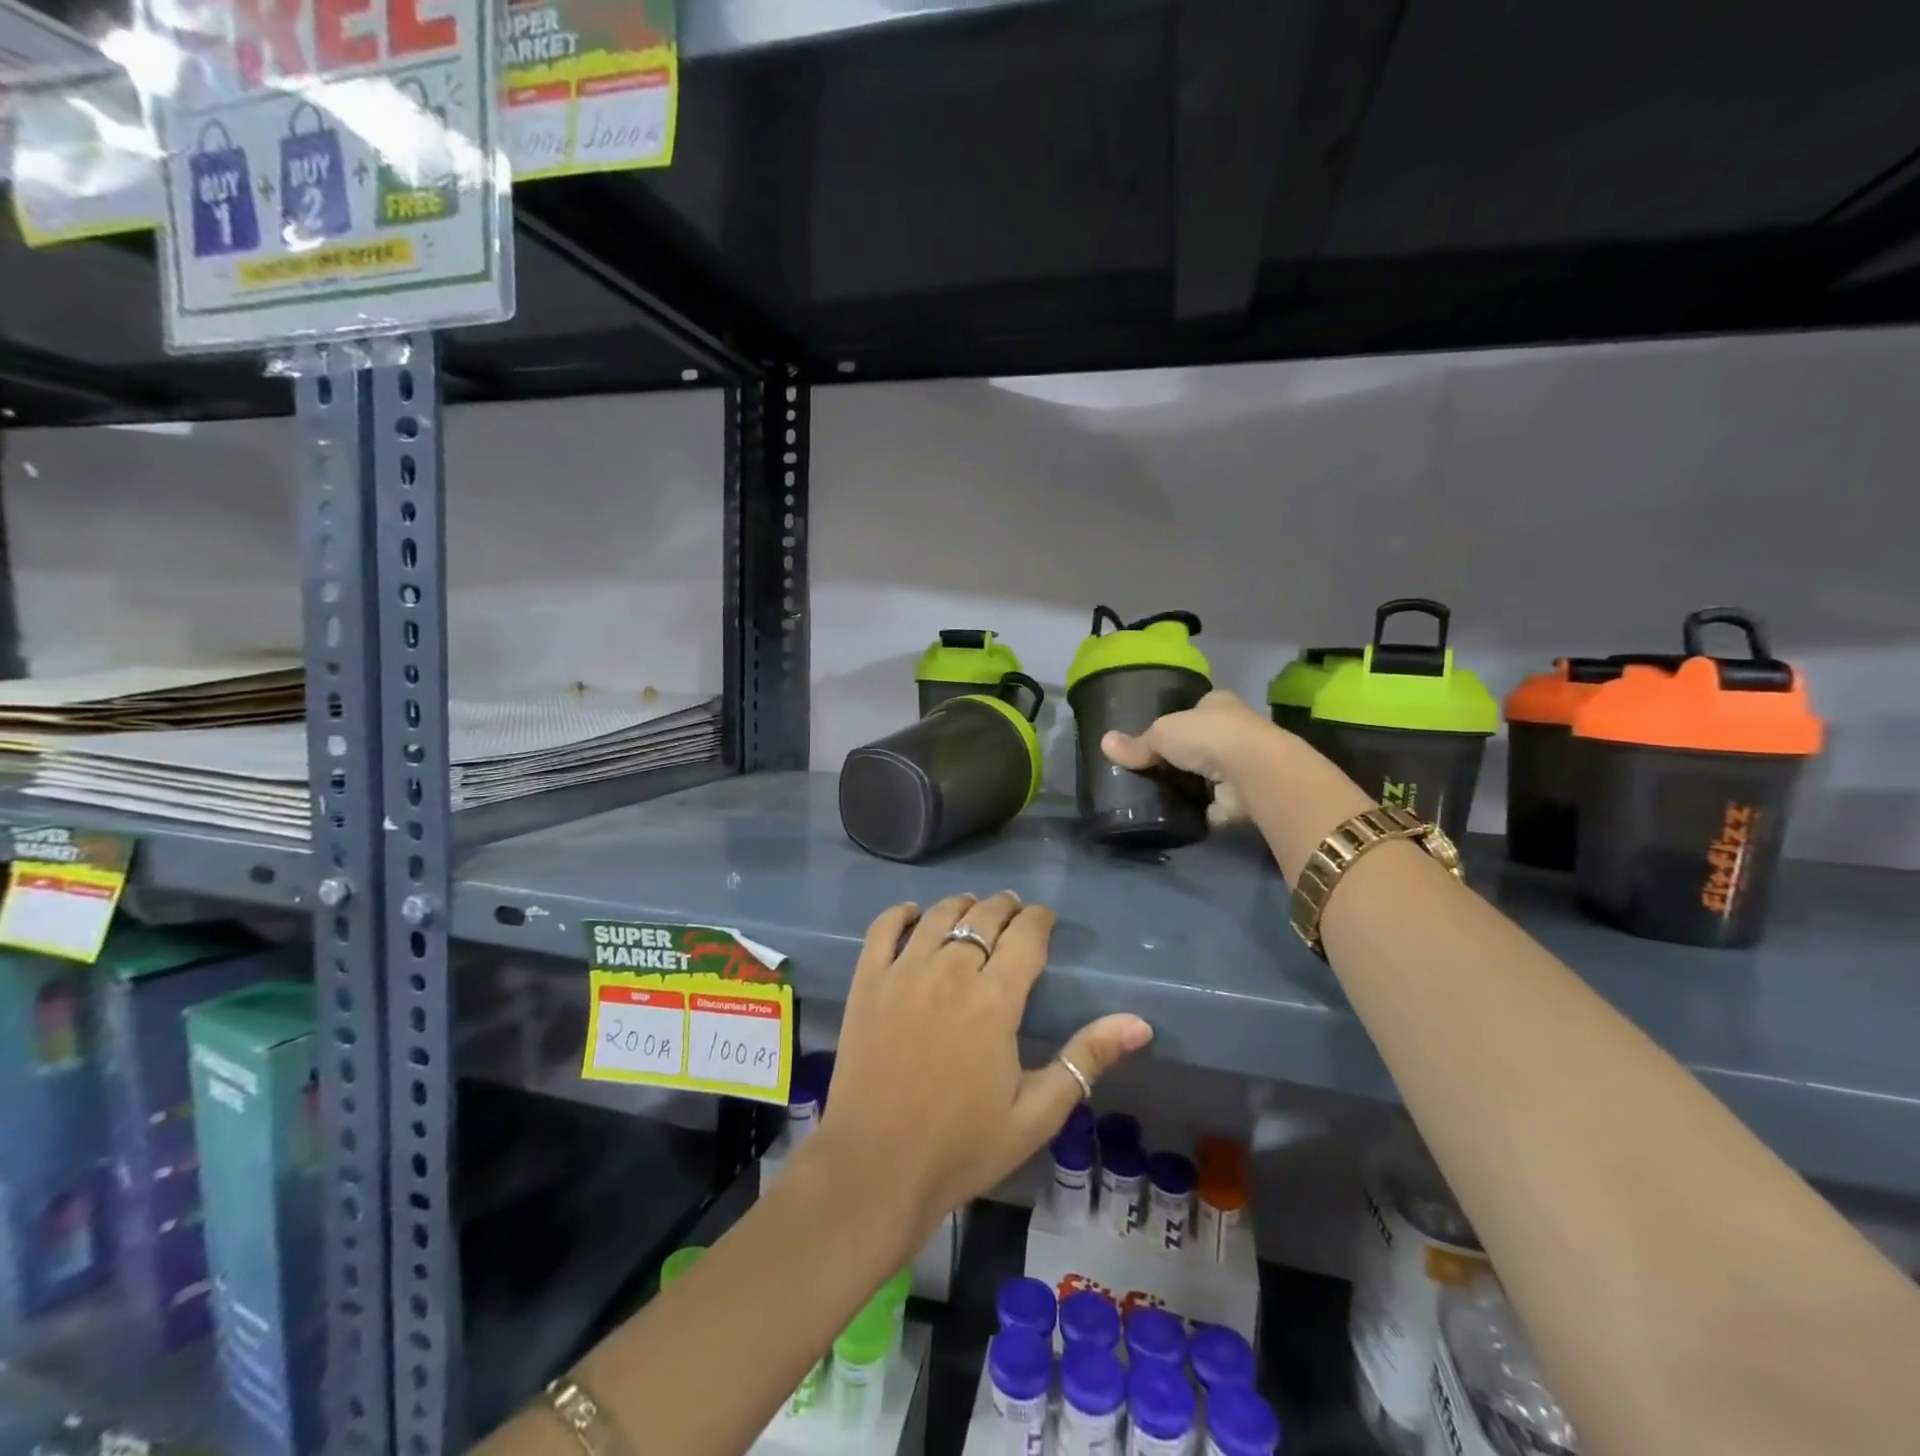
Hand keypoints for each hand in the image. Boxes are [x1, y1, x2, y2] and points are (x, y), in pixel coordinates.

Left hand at [811, 892, 1152, 1243]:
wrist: (876, 1169)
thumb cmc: (962, 1146)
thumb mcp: (1037, 1113)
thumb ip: (1086, 1059)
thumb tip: (1140, 1023)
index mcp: (994, 1001)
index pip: (1025, 936)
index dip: (1039, 920)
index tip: (1046, 920)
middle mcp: (949, 972)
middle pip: (983, 917)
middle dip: (1005, 908)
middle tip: (1014, 912)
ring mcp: (903, 973)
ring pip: (939, 915)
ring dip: (962, 904)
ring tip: (973, 908)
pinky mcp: (867, 982)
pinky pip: (883, 929)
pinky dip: (902, 913)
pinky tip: (914, 914)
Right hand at [1100, 689, 1274, 824]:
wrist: (1253, 771)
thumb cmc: (1207, 736)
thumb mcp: (1162, 732)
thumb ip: (1137, 743)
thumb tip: (1104, 743)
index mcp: (1219, 704)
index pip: (1197, 709)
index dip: (1179, 721)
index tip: (1158, 737)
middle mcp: (1236, 731)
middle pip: (1203, 743)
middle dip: (1183, 756)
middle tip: (1151, 770)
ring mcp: (1242, 766)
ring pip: (1210, 776)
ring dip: (1192, 786)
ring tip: (1157, 796)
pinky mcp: (1244, 799)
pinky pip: (1215, 807)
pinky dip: (1200, 813)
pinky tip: (1177, 818)